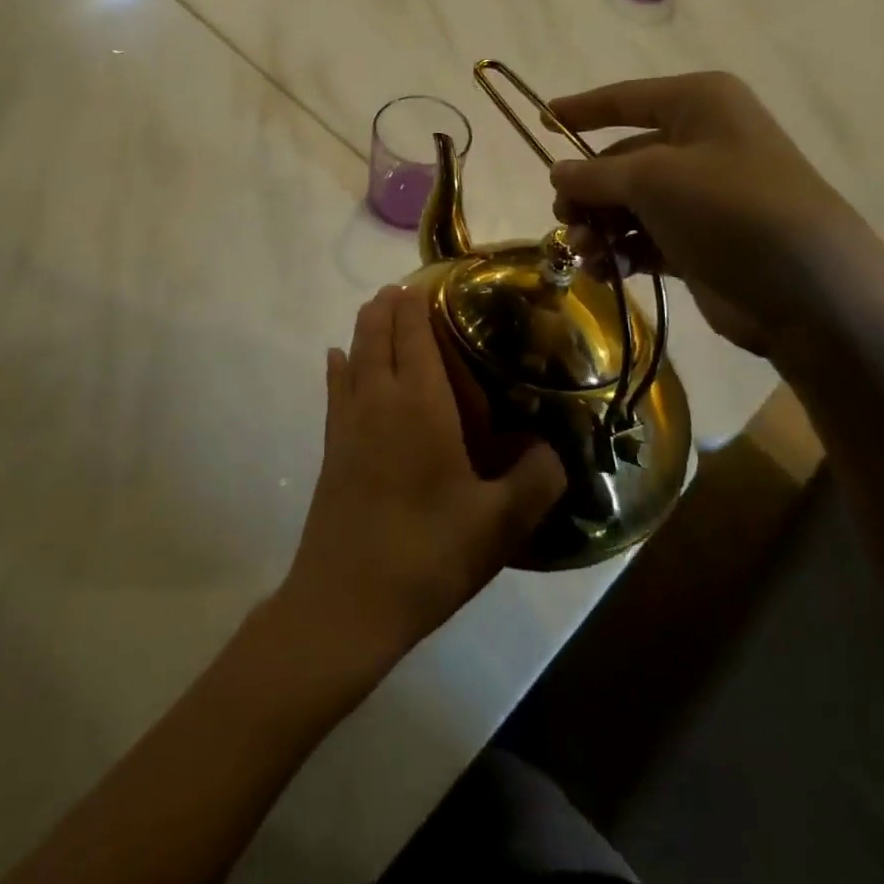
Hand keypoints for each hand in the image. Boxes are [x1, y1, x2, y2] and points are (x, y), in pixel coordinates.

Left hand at [280, 287, 565, 671]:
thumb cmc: (428, 554)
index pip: (414, 334)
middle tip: (405, 289)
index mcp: (419, 404)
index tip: (425, 281)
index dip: (416, 304)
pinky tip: (337, 359)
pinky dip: (338, 365)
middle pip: (377, 334)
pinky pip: (334, 388)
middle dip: (389, 306)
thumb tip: (552, 450)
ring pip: (353, 354)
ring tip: (377, 309)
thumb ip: (537, 480)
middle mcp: (378, 399)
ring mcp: (347, 422)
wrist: (347, 602)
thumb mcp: (500, 524)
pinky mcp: (330, 447)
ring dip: (365, 327)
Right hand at [547, 72, 883, 356]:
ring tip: (586, 253)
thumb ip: (595, 174)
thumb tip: (557, 171)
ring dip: (599, 226)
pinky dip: (622, 251)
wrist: (809, 290)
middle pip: (620, 159)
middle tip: (564, 217)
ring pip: (628, 203)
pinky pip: (645, 237)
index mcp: (699, 105)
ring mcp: (702, 195)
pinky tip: (606, 271)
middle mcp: (701, 142)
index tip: (541, 120)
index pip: (625, 99)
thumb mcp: (653, 179)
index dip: (581, 110)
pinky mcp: (700, 240)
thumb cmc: (729, 208)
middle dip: (587, 190)